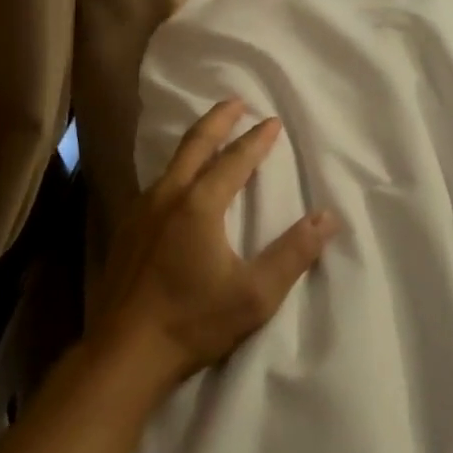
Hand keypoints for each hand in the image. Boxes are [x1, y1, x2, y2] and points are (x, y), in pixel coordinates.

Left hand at [90, 100, 338, 397]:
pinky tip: (179, 182)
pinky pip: (157, 183)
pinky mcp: (126, 228)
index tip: (273, 121)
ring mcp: (141, 210)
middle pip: (196, 144)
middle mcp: (168, 196)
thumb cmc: (193, 322)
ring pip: (172, 162)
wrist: (124, 351)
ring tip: (210, 134)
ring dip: (196, 142)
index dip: (256, 140)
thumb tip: (328, 218)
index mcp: (199, 205)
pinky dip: (177, 168)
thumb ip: (293, 254)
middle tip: (236, 101)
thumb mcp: (255, 295)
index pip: (235, 161)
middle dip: (218, 119)